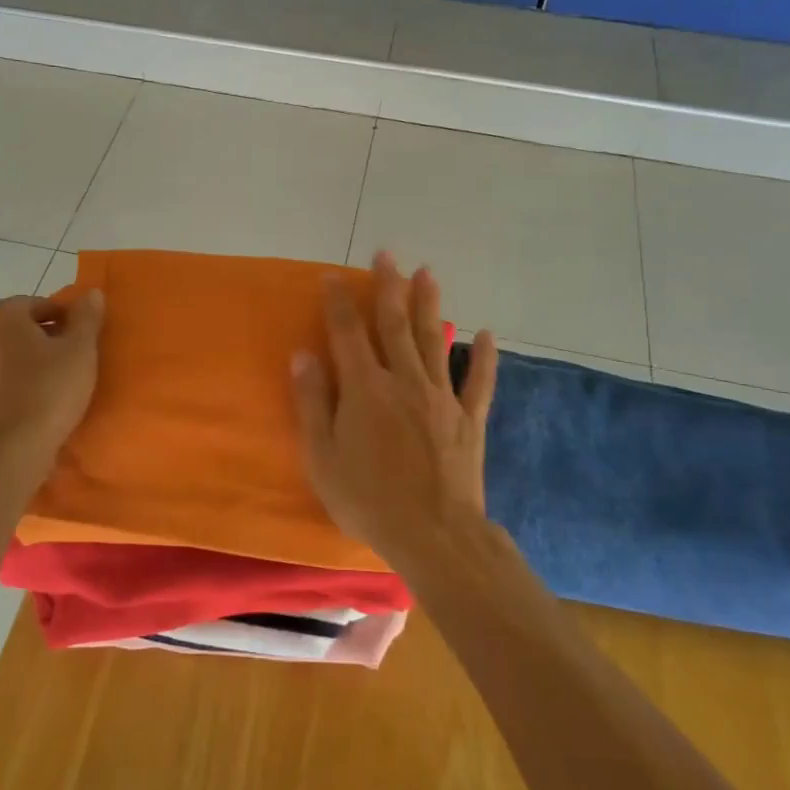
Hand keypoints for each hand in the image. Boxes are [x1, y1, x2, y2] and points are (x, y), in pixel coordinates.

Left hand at [0, 291, 103, 462]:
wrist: (12, 450)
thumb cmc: (49, 389)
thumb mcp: (80, 349)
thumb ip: (86, 317)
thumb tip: (92, 293)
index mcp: (0, 315)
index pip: (40, 305)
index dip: (66, 319)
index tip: (84, 340)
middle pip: (19, 329)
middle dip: (45, 340)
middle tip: (73, 361)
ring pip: (6, 356)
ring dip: (28, 363)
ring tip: (55, 385)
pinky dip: (15, 387)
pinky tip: (36, 404)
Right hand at [292, 253, 497, 558]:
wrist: (434, 535)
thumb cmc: (368, 500)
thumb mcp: (322, 457)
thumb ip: (311, 403)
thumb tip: (302, 355)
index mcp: (365, 388)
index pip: (348, 333)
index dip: (339, 301)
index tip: (332, 275)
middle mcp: (404, 381)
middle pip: (394, 324)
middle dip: (387, 287)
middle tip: (386, 254)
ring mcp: (441, 397)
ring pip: (434, 340)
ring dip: (429, 304)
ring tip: (427, 272)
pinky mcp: (468, 419)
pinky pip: (479, 380)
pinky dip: (484, 356)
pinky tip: (487, 333)